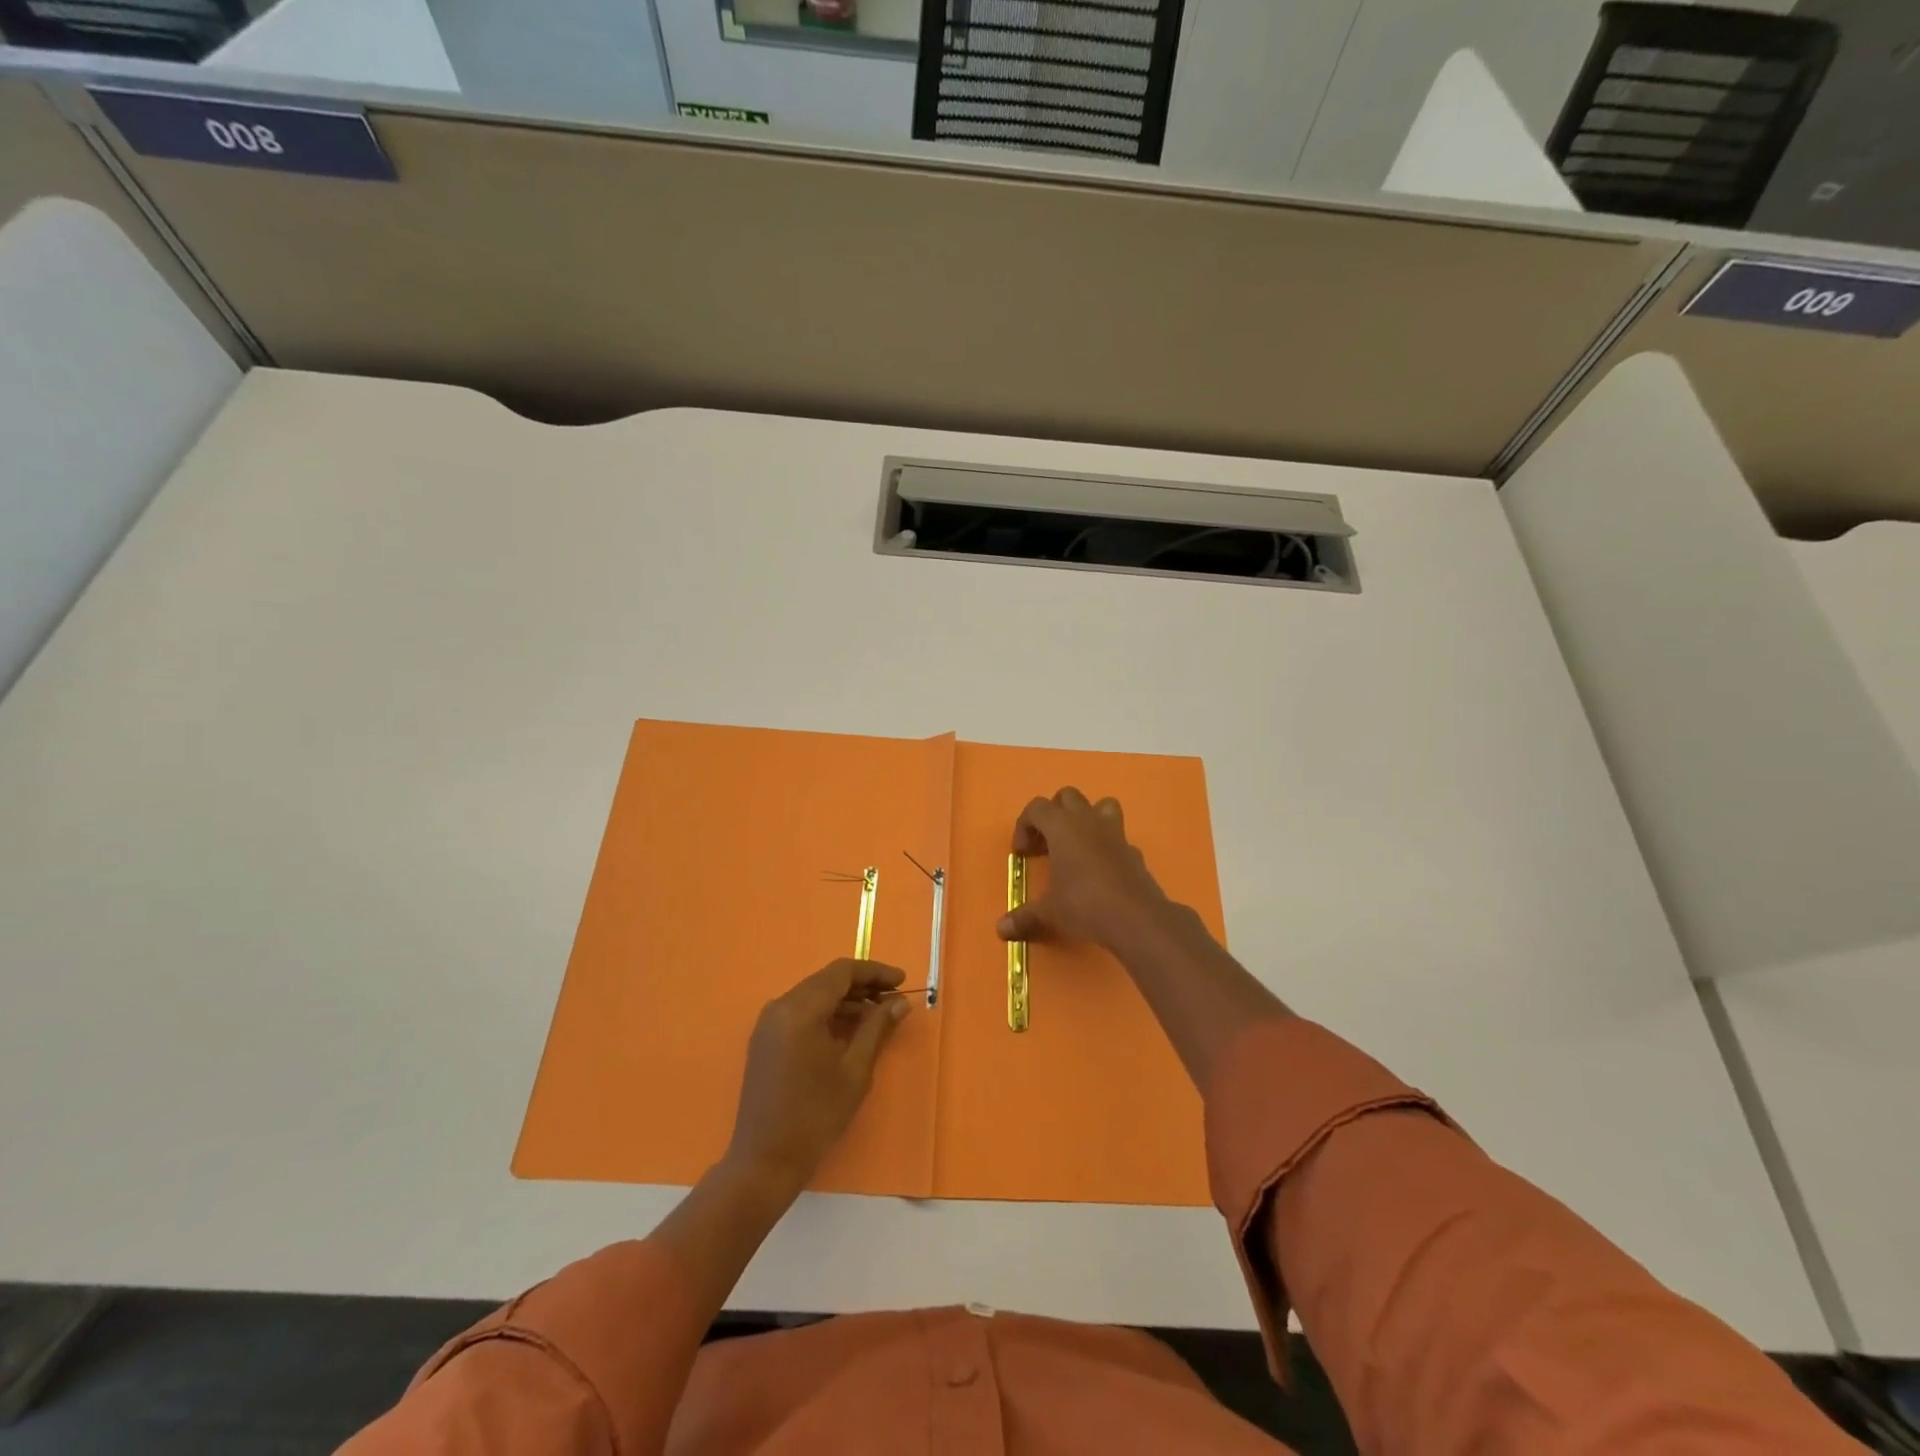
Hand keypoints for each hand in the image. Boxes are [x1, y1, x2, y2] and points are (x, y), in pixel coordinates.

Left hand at [726, 958, 909, 1194]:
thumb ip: (877, 1028)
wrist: (764, 1161)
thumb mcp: (854, 1071)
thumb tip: (900, 1003)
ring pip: (814, 994)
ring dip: (846, 999)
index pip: (842, 972)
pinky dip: (827, 1012)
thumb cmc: (815, 1116)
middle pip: (827, 980)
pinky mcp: (766, 1038)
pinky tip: (850, 1028)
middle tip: (894, 998)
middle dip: (862, 985)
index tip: (902, 981)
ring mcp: (769, 1022)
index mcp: (800, 1010)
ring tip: (878, 1013)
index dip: (874, 972)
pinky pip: (801, 1011)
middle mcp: (780, 1007)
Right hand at [997, 788, 1169, 949]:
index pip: (1037, 808)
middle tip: (1046, 845)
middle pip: (1068, 796)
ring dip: (1087, 818)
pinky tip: (1100, 872)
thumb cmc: (1084, 905)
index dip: (1024, 826)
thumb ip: (1024, 917)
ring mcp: (1115, 834)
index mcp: (1062, 827)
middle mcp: (1088, 821)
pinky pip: (1118, 838)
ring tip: (1076, 846)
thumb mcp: (1049, 913)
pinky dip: (1107, 847)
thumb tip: (1002, 929)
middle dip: (1054, 814)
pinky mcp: (1134, 852)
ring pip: (1101, 805)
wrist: (1136, 918)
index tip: (1022, 854)